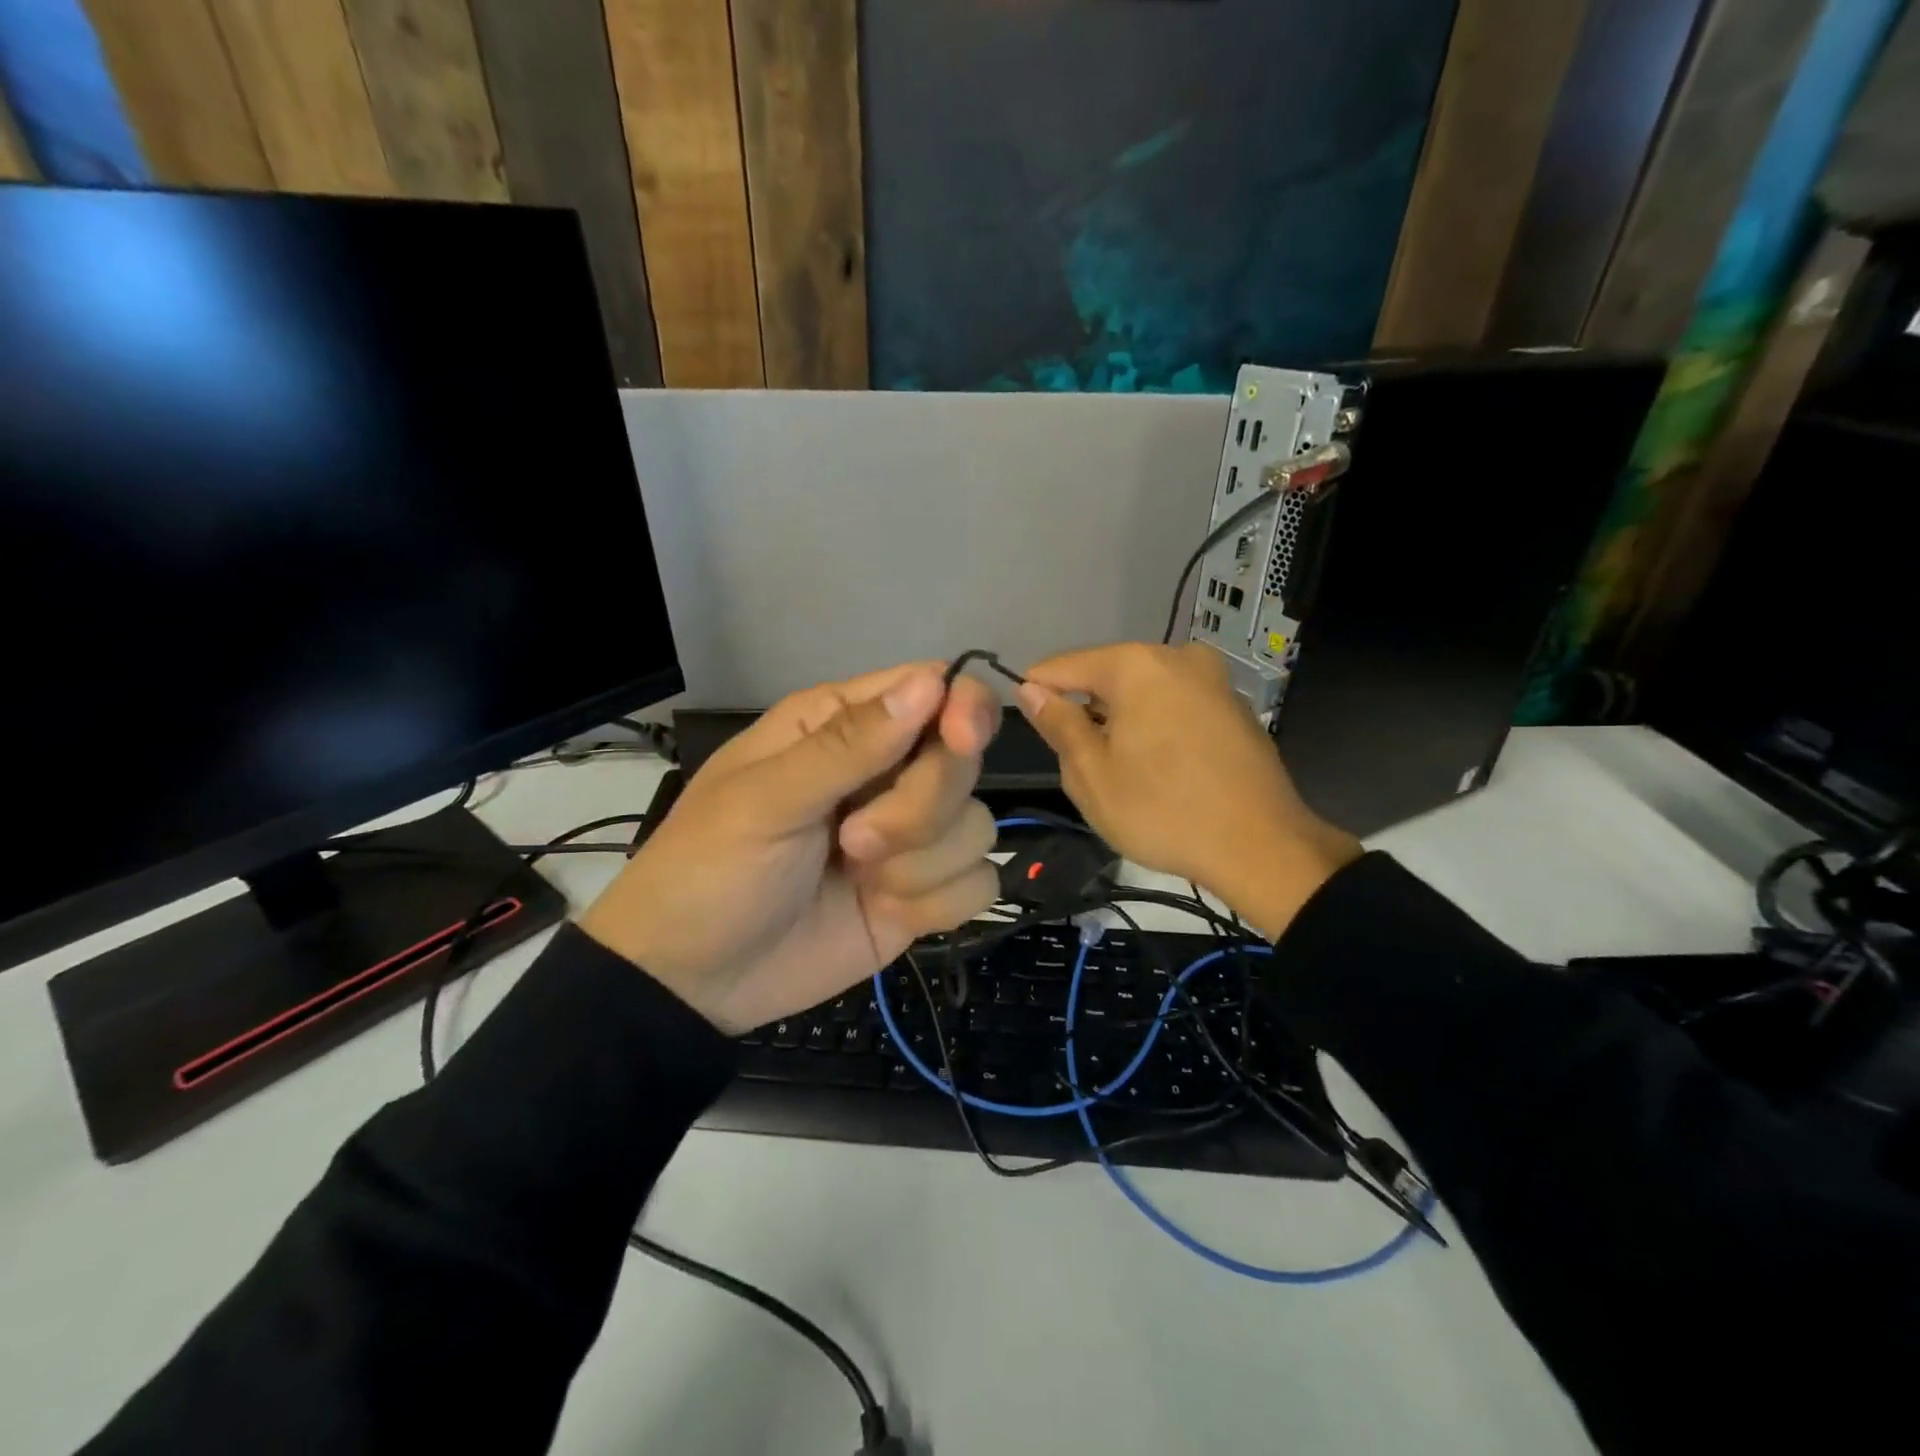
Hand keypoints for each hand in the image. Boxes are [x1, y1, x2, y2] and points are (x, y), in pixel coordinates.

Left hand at [580, 663, 1000, 1033]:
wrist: (694, 982)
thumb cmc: (710, 869)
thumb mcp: (764, 800)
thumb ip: (848, 744)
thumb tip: (932, 682)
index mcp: (843, 725)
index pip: (936, 688)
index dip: (962, 709)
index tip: (959, 740)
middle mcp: (887, 772)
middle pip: (964, 762)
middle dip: (920, 807)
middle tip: (854, 839)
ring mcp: (909, 837)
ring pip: (978, 826)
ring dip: (921, 862)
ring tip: (857, 877)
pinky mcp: (923, 893)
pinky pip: (979, 883)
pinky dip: (938, 902)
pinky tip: (886, 911)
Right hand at [1017, 643, 1359, 940]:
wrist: (1261, 848)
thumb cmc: (1163, 810)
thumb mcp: (1091, 774)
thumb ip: (1058, 724)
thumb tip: (1032, 690)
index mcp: (1137, 665)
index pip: (1066, 666)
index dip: (1037, 690)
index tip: (1023, 718)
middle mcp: (1178, 657)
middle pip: (1108, 675)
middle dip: (1085, 709)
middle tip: (1074, 759)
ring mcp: (1213, 679)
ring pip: (1143, 691)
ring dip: (1120, 719)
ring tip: (1117, 768)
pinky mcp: (1234, 707)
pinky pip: (1175, 704)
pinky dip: (1154, 725)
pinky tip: (1157, 767)